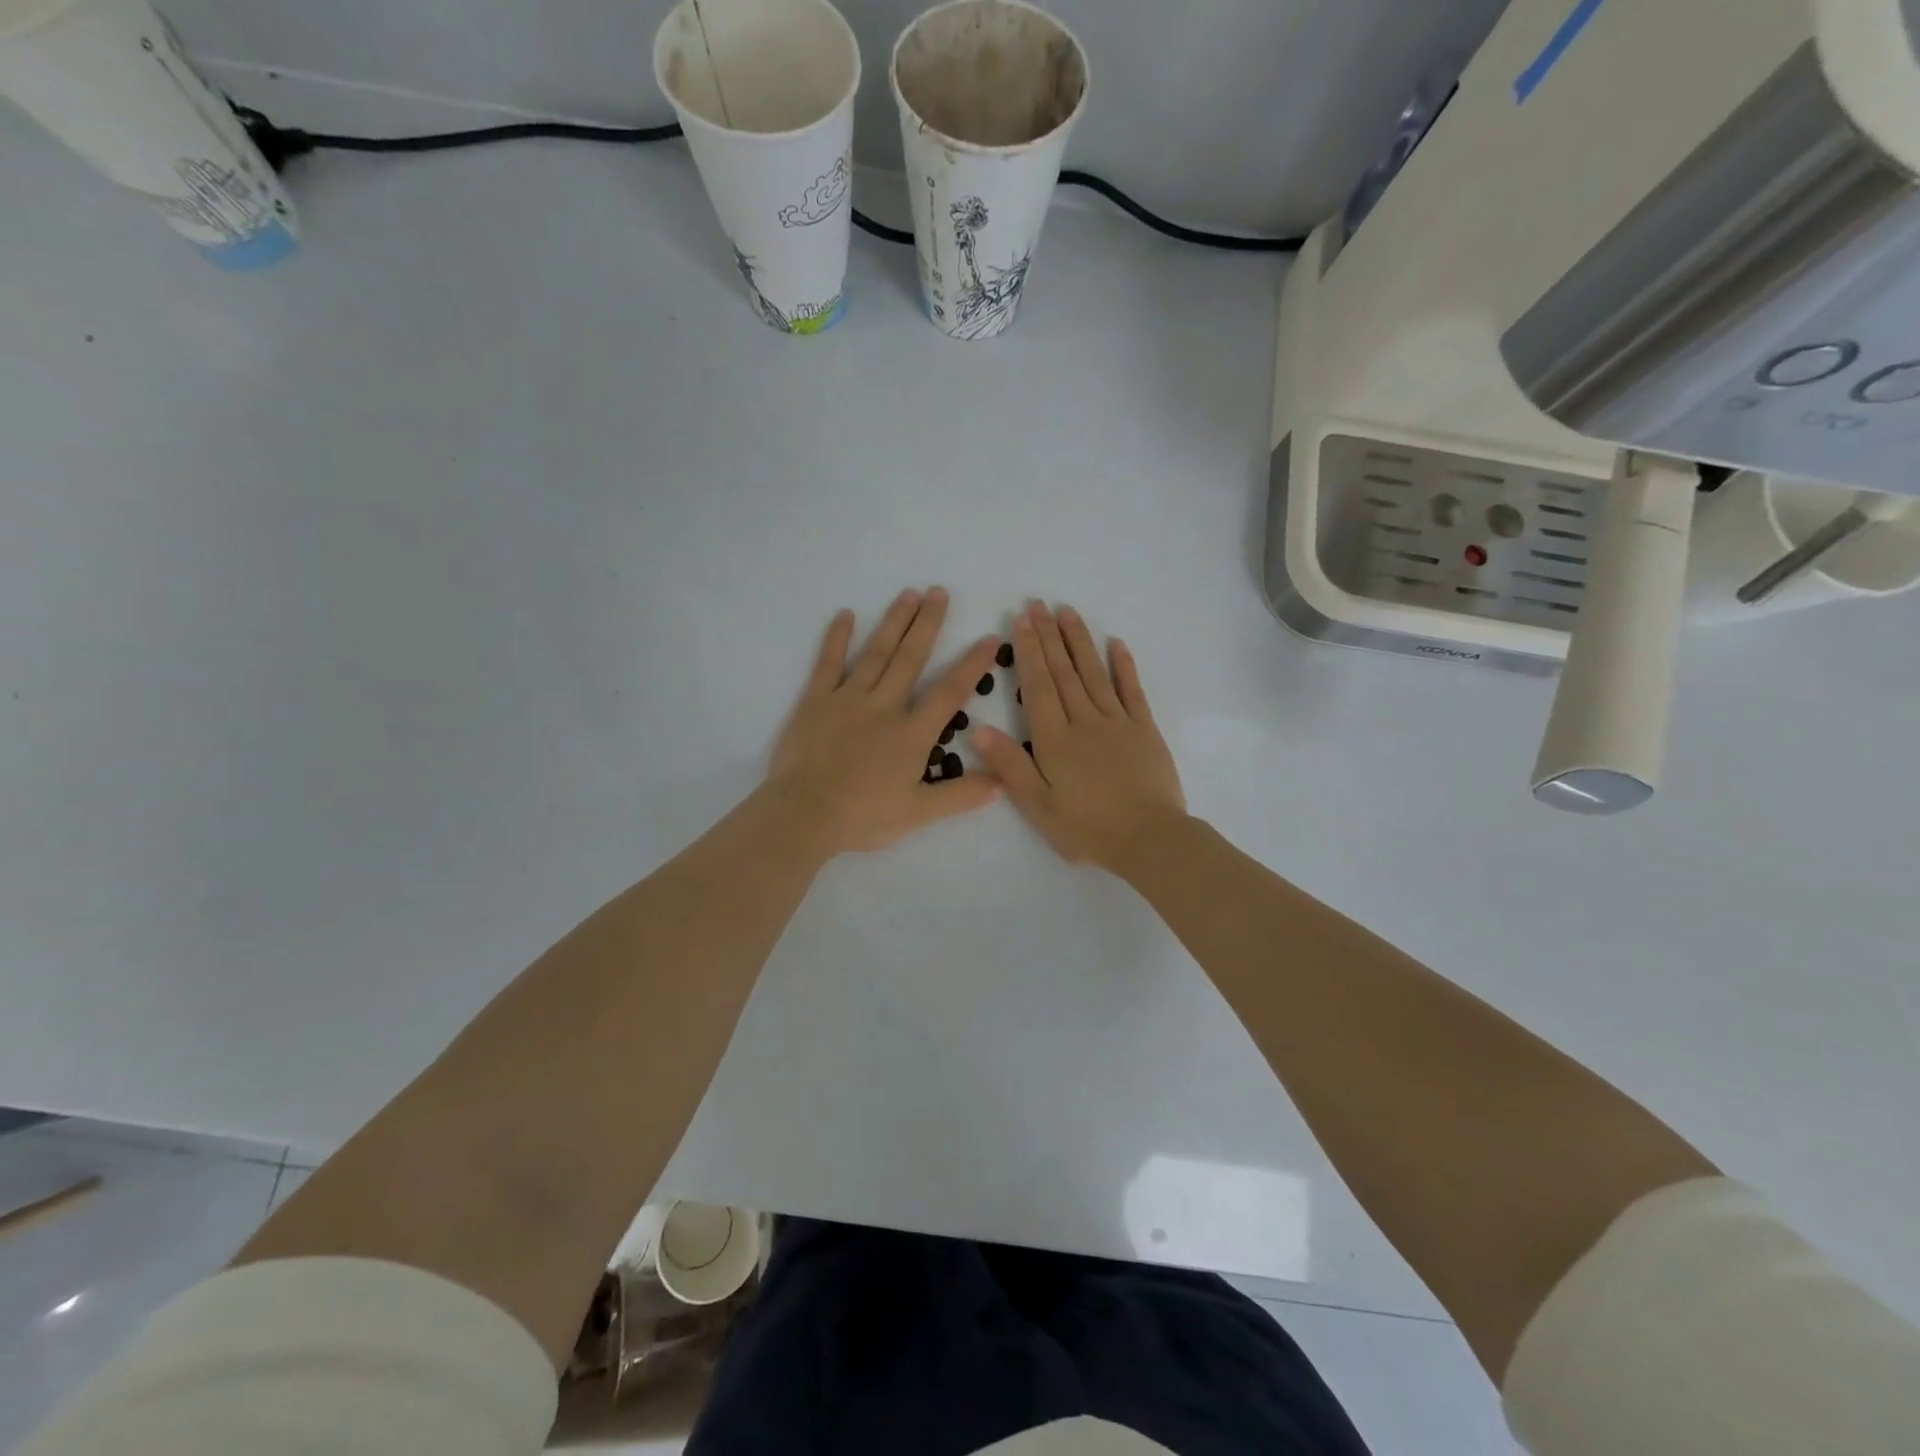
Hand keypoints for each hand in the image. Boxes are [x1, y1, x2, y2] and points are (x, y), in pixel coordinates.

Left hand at [767, 588, 1002, 855]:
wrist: (805, 815)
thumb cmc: (863, 816)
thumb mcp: (919, 813)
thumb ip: (961, 796)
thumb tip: (1003, 783)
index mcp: (912, 733)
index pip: (950, 692)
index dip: (972, 664)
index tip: (990, 638)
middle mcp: (884, 706)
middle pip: (911, 659)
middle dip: (928, 624)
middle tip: (939, 592)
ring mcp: (847, 699)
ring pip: (876, 654)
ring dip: (893, 622)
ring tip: (909, 594)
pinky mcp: (815, 702)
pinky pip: (828, 664)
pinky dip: (836, 638)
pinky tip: (845, 615)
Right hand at [974, 601, 1185, 871]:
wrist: (1148, 839)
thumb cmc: (1087, 827)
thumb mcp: (1038, 805)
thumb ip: (1010, 765)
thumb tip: (979, 729)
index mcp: (1055, 739)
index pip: (1038, 686)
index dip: (1029, 651)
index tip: (1022, 620)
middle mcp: (1084, 720)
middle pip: (1063, 672)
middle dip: (1049, 636)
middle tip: (1038, 604)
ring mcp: (1117, 722)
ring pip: (1094, 673)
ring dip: (1079, 641)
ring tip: (1068, 612)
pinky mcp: (1144, 729)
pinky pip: (1132, 690)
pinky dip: (1124, 666)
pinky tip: (1116, 644)